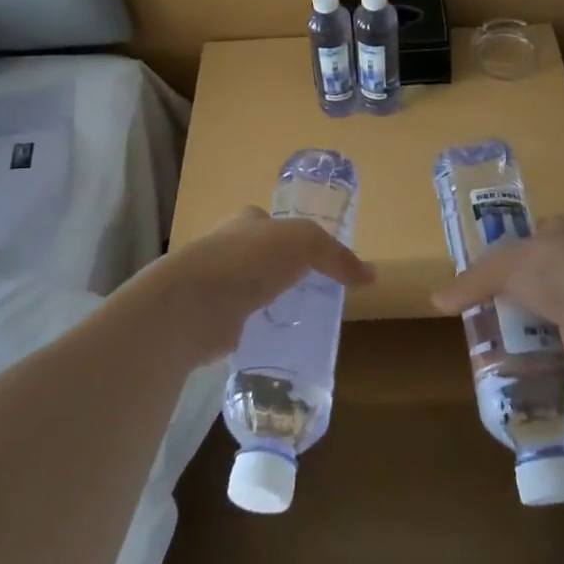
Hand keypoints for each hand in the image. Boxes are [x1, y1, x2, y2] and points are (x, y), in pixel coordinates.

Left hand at [130, 207, 371, 366]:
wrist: (193, 303)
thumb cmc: (248, 259)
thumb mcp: (303, 242)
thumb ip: (335, 255)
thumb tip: (370, 275)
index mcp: (246, 221)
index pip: (272, 223)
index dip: (293, 237)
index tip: (315, 260)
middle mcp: (226, 248)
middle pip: (260, 257)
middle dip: (281, 272)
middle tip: (312, 294)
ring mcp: (214, 285)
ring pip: (249, 291)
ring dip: (267, 303)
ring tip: (298, 322)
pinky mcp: (209, 320)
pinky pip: (240, 323)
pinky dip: (254, 330)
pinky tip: (273, 342)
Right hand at [430, 214, 563, 388]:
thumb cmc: (560, 273)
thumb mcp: (505, 267)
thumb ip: (471, 281)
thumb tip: (435, 300)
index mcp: (560, 230)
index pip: (526, 235)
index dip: (501, 249)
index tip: (475, 269)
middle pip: (530, 274)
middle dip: (506, 290)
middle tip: (473, 305)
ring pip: (539, 307)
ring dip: (518, 320)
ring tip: (483, 333)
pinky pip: (550, 338)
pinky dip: (532, 347)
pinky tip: (509, 355)